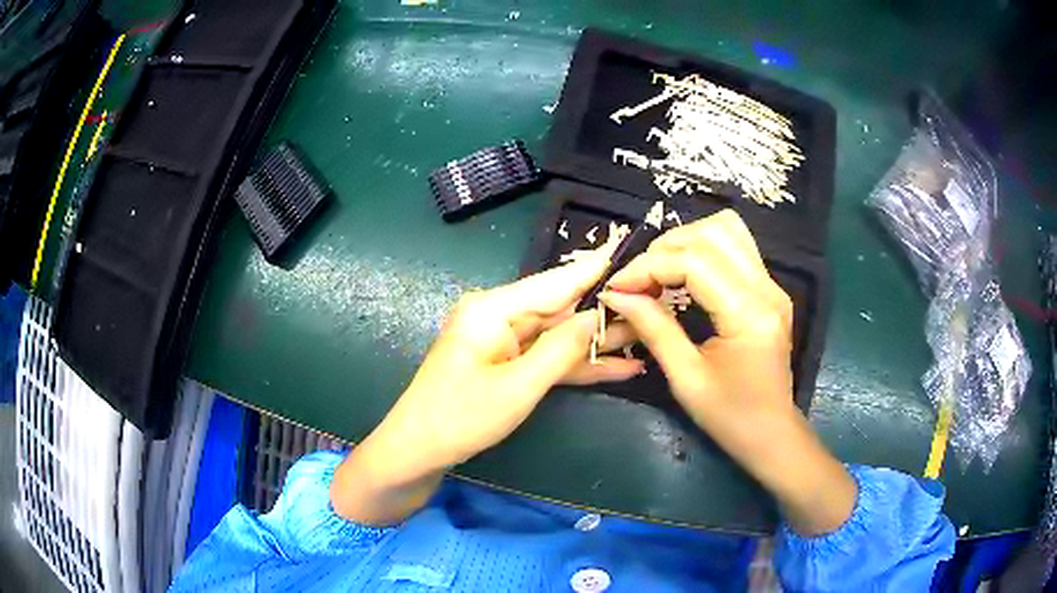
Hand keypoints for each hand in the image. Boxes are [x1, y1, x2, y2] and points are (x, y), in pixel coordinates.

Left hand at [332, 248, 641, 524]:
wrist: (418, 452)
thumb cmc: (460, 417)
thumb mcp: (519, 386)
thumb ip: (563, 349)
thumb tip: (599, 316)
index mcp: (494, 308)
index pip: (555, 282)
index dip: (594, 270)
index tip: (632, 252)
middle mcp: (500, 316)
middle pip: (561, 308)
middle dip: (605, 311)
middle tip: (654, 304)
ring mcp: (504, 342)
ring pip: (560, 336)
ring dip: (598, 342)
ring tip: (649, 335)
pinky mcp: (508, 365)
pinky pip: (549, 359)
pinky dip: (579, 365)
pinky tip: (620, 367)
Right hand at [600, 210, 855, 535]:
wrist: (771, 434)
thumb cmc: (730, 417)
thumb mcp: (686, 378)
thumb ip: (653, 328)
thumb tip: (616, 295)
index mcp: (749, 315)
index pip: (696, 262)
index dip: (649, 267)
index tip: (616, 287)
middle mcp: (767, 288)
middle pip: (713, 233)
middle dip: (665, 248)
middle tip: (637, 280)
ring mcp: (772, 285)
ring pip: (727, 230)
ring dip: (686, 241)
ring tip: (659, 272)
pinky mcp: (769, 289)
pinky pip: (734, 247)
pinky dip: (702, 250)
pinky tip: (683, 276)